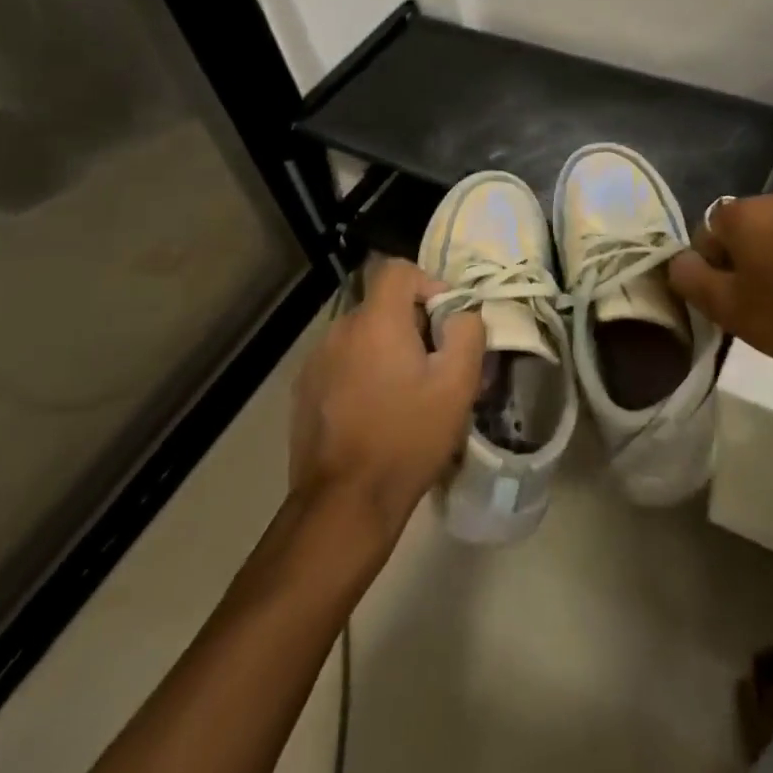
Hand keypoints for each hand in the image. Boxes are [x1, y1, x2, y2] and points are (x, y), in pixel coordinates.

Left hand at [290, 259, 484, 540]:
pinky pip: (342, 363)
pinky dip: (363, 372)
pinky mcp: (304, 391)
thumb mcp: (457, 385)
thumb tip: (462, 313)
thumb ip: (468, 333)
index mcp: (376, 322)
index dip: (429, 284)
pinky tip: (376, 412)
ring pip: (362, 336)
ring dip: (387, 350)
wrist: (345, 503)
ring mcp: (316, 361)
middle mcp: (339, 330)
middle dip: (413, 324)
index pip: (398, 270)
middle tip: (436, 365)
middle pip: (382, 305)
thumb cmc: (408, 438)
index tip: (446, 322)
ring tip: (407, 392)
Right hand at [667, 193, 772, 390]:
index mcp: (744, 213)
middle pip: (743, 228)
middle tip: (752, 300)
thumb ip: (688, 277)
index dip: (710, 266)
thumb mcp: (724, 307)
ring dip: (772, 257)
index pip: (707, 231)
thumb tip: (678, 260)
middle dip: (741, 258)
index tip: (726, 296)